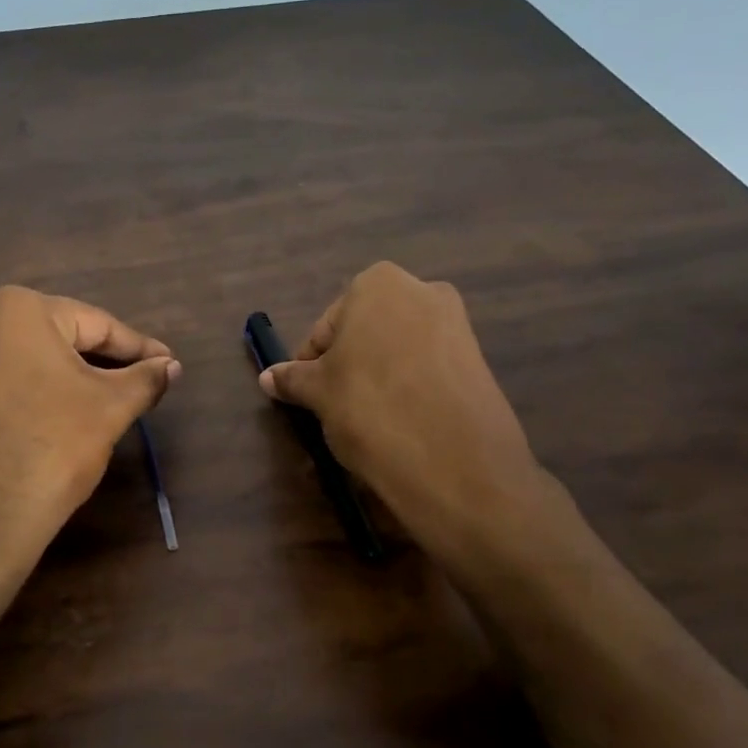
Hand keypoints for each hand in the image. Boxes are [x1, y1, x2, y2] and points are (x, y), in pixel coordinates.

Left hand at [0, 286, 180, 620]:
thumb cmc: (50, 446)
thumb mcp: (109, 408)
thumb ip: (145, 379)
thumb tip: (172, 366)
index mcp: (17, 308)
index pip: (96, 324)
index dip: (138, 348)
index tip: (169, 364)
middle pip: (60, 337)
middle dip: (104, 361)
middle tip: (144, 382)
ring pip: (31, 360)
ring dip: (72, 377)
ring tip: (112, 399)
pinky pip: (5, 381)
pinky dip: (39, 391)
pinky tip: (64, 414)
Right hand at [257, 262, 552, 566]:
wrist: (454, 462)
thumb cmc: (370, 408)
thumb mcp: (319, 393)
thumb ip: (293, 379)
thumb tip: (268, 377)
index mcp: (378, 284)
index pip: (326, 327)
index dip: (311, 363)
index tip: (308, 395)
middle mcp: (423, 291)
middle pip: (365, 332)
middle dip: (349, 364)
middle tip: (336, 405)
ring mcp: (457, 325)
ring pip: (398, 350)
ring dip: (379, 376)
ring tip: (370, 418)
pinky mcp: (479, 361)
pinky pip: (429, 369)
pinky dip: (411, 388)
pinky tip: (403, 421)